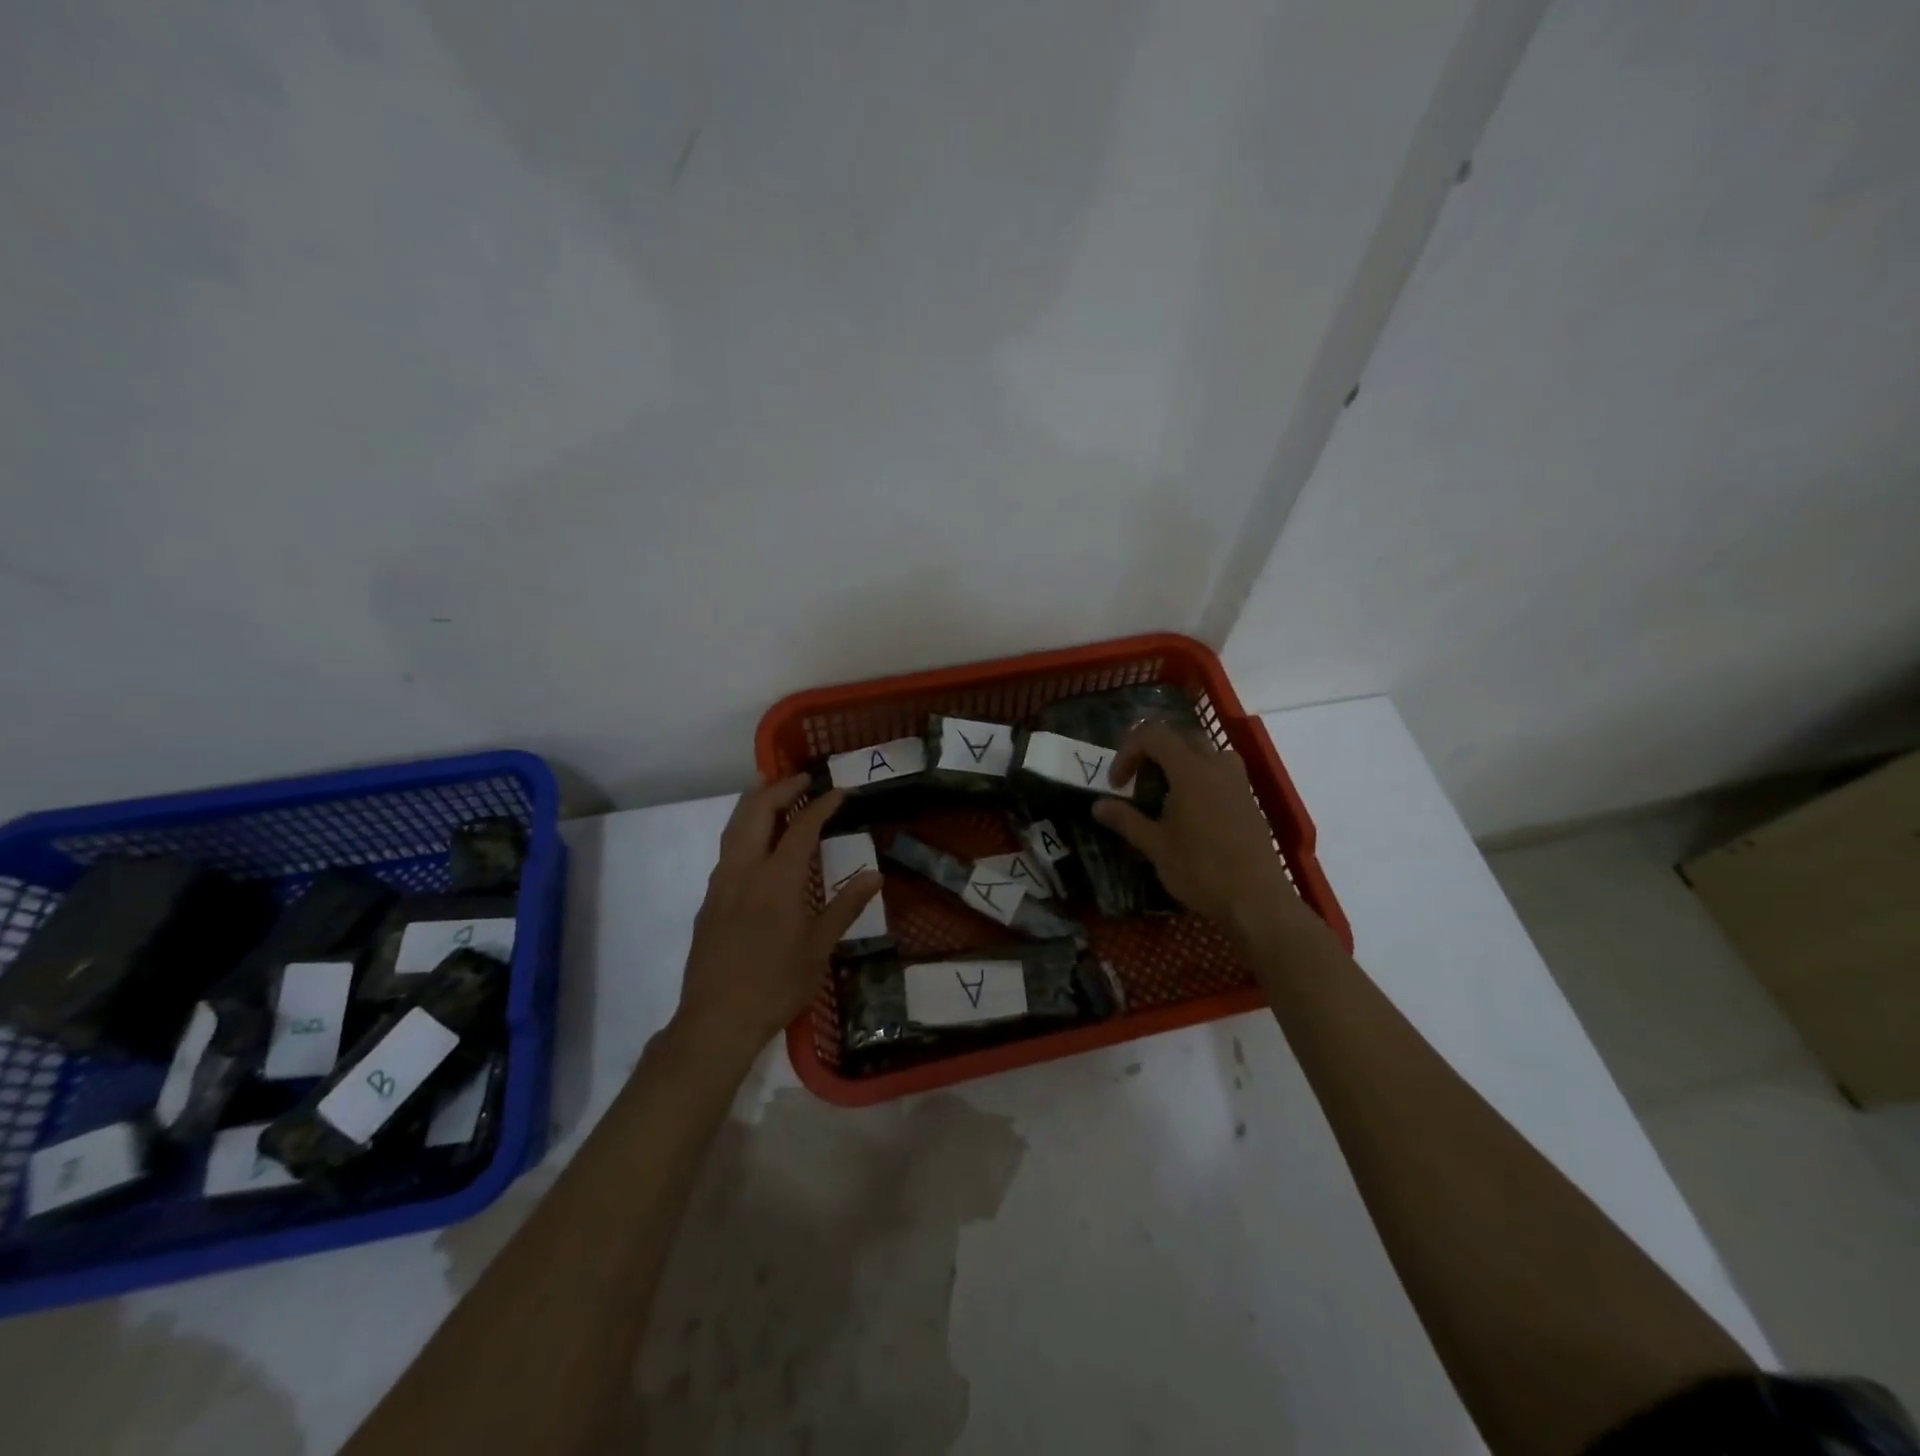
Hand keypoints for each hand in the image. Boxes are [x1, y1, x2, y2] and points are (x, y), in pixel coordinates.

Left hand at [674, 775, 880, 1061]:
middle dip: (779, 788)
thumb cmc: (776, 985)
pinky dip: (744, 828)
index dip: (821, 805)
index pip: (801, 828)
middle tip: (803, 779)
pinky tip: (757, 842)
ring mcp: (721, 883)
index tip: (838, 791)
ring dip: (756, 803)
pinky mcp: (709, 899)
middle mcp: (744, 871)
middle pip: (756, 812)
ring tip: (774, 793)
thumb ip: (846, 907)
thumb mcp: (819, 949)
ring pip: (734, 826)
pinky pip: (727, 848)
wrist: (716, 1020)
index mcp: (777, 881)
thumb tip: (875, 875)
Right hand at [1093, 723, 1301, 941]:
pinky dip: (1199, 777)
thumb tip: (1097, 805)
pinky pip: (1220, 771)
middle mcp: (1216, 766)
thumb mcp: (1156, 846)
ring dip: (1179, 762)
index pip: (1153, 735)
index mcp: (1190, 770)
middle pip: (1179, 737)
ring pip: (1204, 751)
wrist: (1257, 900)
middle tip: (1137, 783)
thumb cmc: (1201, 870)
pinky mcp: (1249, 799)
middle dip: (1152, 753)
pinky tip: (1191, 811)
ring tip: (1165, 793)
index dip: (1128, 751)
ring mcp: (1238, 781)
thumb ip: (1126, 820)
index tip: (1117, 784)